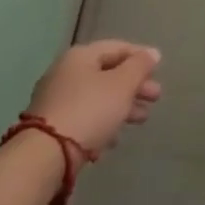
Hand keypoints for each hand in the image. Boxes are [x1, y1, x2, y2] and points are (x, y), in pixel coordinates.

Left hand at [25, 40, 162, 155]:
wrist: (45, 156)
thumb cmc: (90, 111)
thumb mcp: (122, 85)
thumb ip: (139, 67)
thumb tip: (152, 53)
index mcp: (81, 56)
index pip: (117, 48)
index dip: (141, 57)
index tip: (159, 70)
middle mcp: (65, 73)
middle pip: (107, 74)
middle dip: (134, 86)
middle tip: (155, 98)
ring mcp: (55, 100)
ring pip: (97, 98)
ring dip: (121, 107)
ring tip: (141, 120)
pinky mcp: (50, 127)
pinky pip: (83, 118)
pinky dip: (102, 124)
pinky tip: (113, 140)